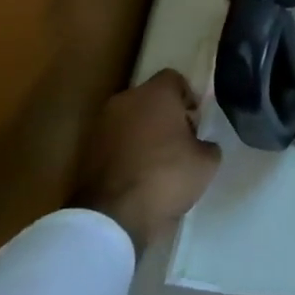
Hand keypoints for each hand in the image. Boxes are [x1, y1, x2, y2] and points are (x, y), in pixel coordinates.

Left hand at [72, 70, 220, 253]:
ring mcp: (101, 125)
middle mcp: (125, 101)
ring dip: (143, 133)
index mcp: (155, 94)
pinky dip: (126, 151)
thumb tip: (200, 145)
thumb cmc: (168, 176)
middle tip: (180, 143)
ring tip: (158, 162)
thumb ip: (207, 144)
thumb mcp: (207, 162)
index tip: (195, 123)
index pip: (174, 79)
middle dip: (165, 115)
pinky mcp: (87, 150)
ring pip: (130, 120)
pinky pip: (115, 142)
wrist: (114, 215)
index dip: (188, 98)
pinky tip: (139, 175)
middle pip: (150, 99)